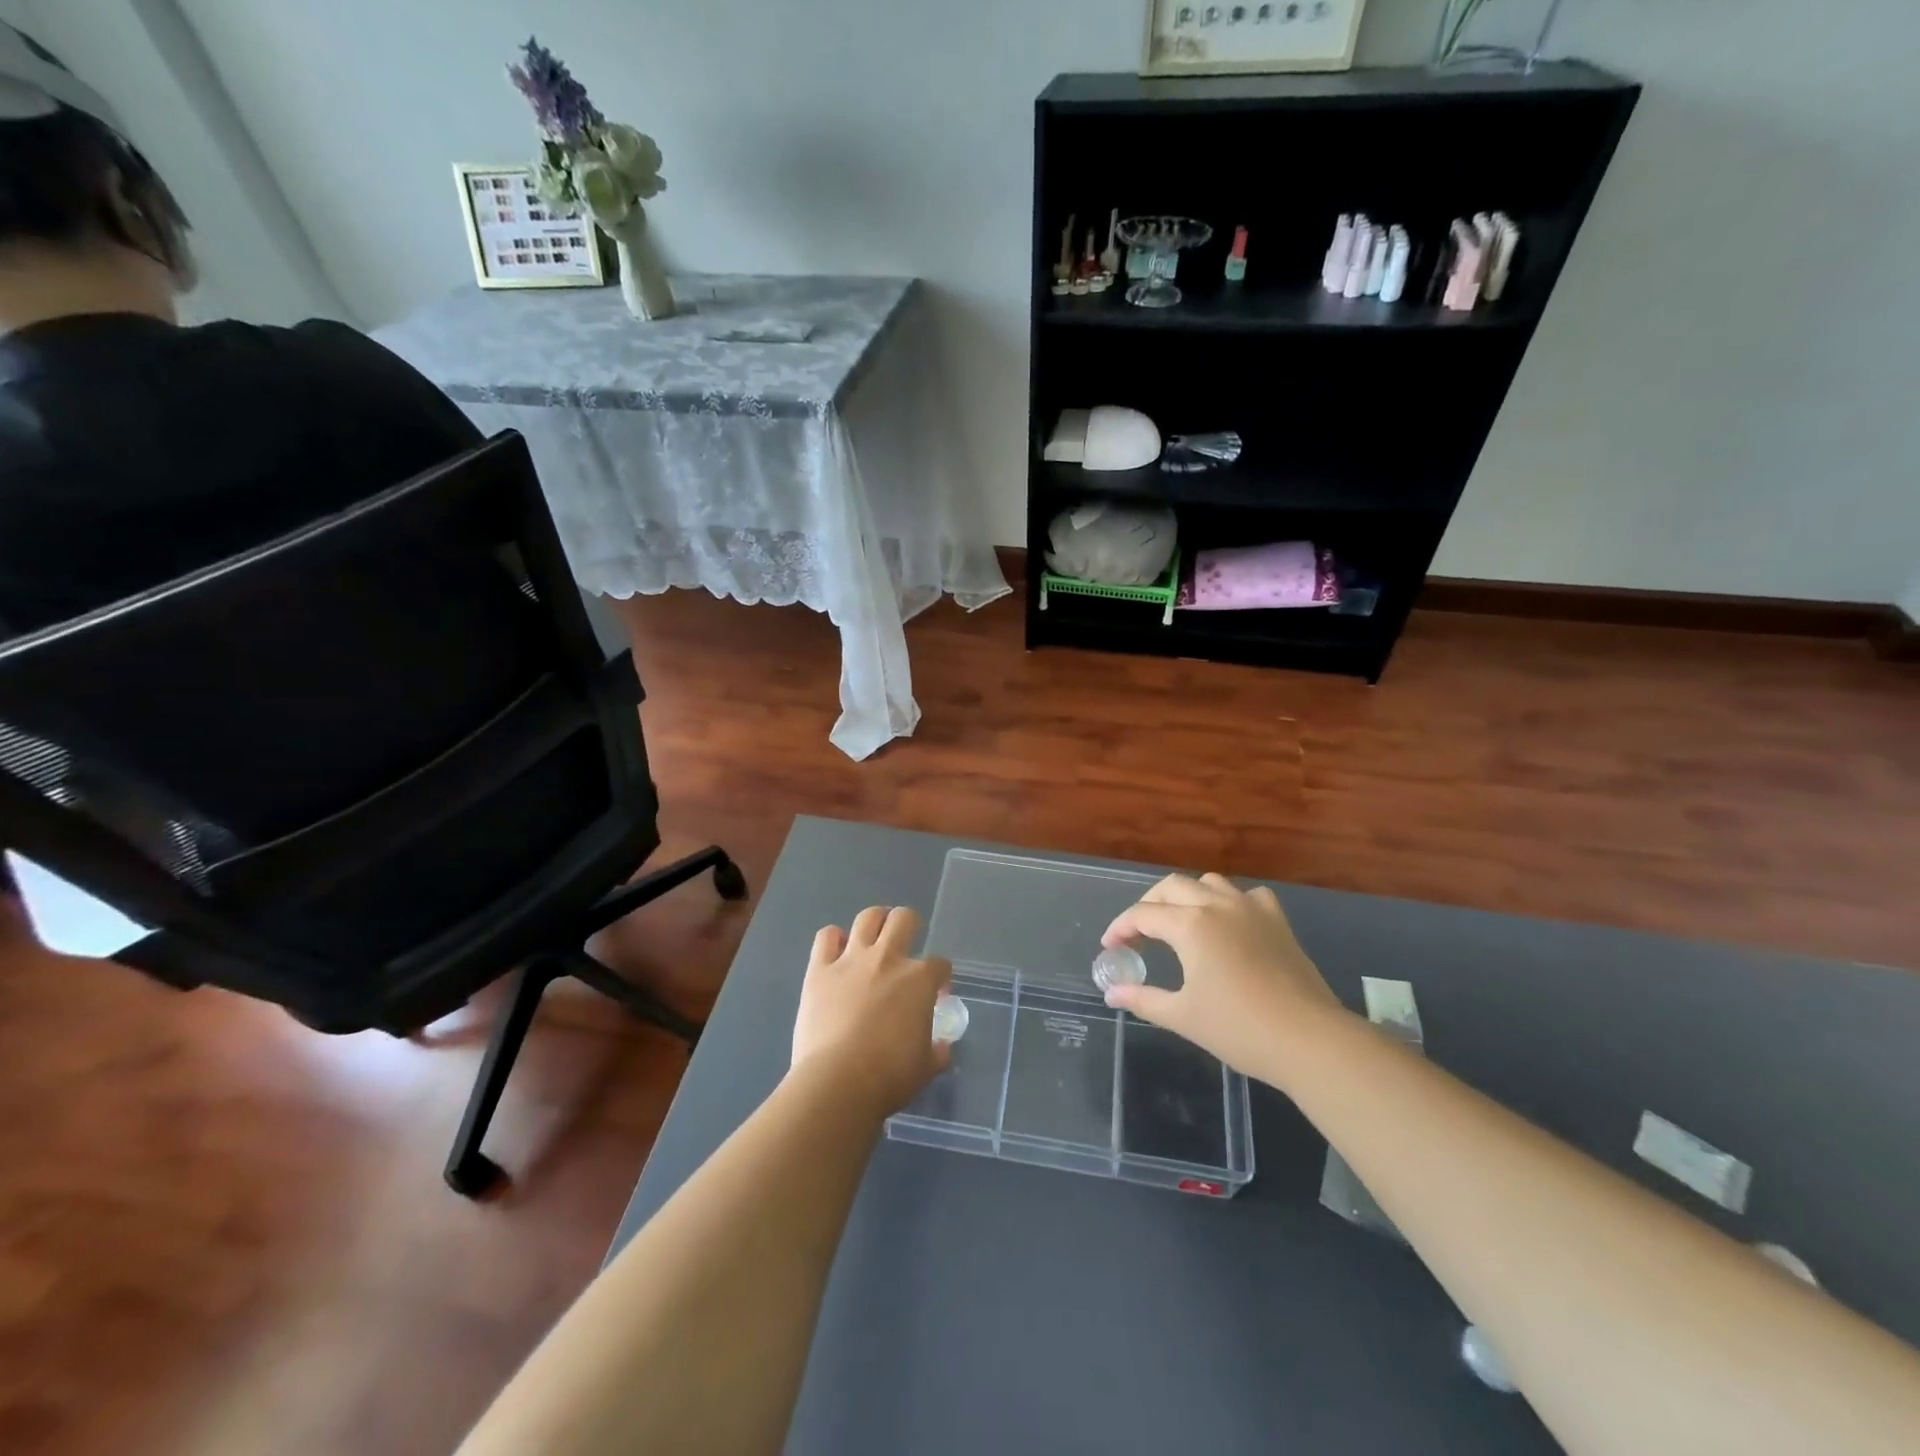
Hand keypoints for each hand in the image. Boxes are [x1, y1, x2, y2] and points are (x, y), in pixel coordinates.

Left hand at [791, 906, 951, 1114]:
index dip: (941, 977)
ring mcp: (851, 960)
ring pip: (868, 917)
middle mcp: (888, 959)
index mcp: (919, 980)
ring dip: (874, 922)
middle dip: (910, 926)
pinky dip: (833, 939)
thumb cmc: (889, 1076)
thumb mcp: (926, 1067)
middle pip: (904, 919)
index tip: (937, 993)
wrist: (837, 1082)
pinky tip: (837, 953)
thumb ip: (937, 1051)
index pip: (939, 965)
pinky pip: (826, 937)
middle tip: (906, 944)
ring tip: (874, 936)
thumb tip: (942, 1047)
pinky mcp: (819, 970)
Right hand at [1101, 873, 1348, 1078]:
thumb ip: (1142, 999)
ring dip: (1186, 896)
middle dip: (1148, 905)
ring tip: (1178, 923)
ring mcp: (1251, 908)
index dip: (1121, 928)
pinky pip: (1245, 895)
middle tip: (1138, 934)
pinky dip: (1228, 901)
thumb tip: (1111, 993)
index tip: (1109, 946)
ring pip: (1208, 882)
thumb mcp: (1182, 1016)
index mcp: (1190, 924)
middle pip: (1171, 887)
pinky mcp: (1277, 920)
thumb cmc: (1239, 1029)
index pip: (1142, 914)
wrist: (1309, 1040)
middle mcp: (1217, 904)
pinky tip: (1227, 922)